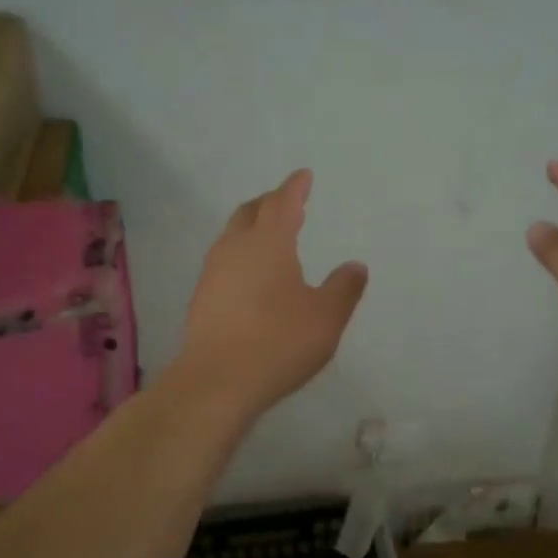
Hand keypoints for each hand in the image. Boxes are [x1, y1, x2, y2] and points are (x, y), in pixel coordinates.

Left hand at [173, 169, 368, 419]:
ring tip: (268, 236)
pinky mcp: (201, 298)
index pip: (282, 203)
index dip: (295, 187)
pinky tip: (250, 275)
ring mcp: (213, 272)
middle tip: (286, 202)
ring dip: (251, 228)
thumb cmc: (279, 342)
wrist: (217, 381)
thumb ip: (344, 288)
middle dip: (269, 203)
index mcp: (269, 243)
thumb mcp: (326, 317)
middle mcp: (236, 248)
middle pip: (250, 213)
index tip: (303, 176)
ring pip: (232, 236)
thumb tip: (355, 266)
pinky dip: (240, 254)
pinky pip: (224, 261)